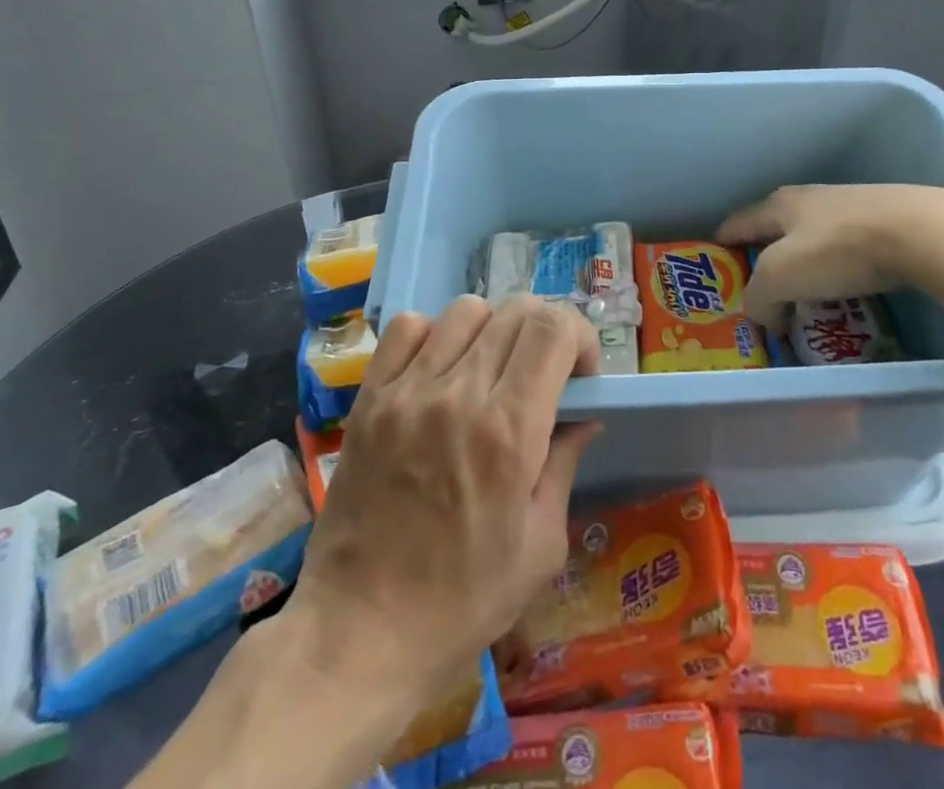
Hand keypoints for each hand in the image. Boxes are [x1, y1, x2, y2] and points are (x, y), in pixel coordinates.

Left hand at [287, 294, 600, 706]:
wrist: (359, 633)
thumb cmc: (462, 602)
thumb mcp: (539, 546)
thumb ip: (564, 465)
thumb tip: (584, 416)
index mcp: (509, 431)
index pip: (553, 329)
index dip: (579, 335)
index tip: (580, 373)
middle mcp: (460, 394)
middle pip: (517, 311)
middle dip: (544, 333)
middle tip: (542, 374)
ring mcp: (409, 390)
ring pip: (467, 310)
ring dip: (493, 331)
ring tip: (490, 371)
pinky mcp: (370, 397)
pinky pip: (408, 327)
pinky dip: (434, 334)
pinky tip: (440, 370)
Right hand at [717, 183, 943, 327]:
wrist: (921, 233)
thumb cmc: (838, 249)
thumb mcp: (780, 277)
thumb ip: (759, 298)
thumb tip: (764, 316)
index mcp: (777, 205)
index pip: (735, 225)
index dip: (720, 248)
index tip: (714, 274)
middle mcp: (809, 200)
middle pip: (774, 232)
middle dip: (764, 262)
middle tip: (762, 296)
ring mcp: (849, 208)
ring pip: (812, 241)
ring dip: (804, 269)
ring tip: (805, 300)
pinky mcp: (883, 223)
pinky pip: (846, 250)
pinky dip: (838, 271)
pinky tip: (847, 291)